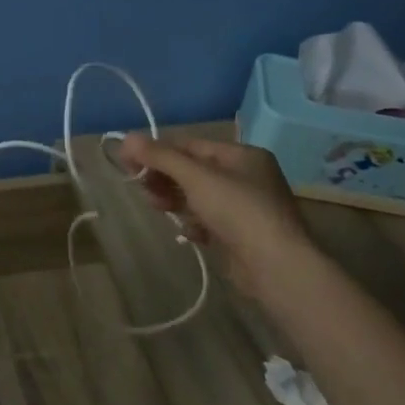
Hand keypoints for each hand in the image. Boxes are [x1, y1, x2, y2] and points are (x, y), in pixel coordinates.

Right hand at [116, 133, 316, 280]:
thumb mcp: (196, 177)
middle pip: (193, 171)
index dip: (158, 151)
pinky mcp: (241, 235)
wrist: (277, 267)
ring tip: (158, 208)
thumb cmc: (238, 210)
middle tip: (142, 188)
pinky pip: (208, 221)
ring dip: (175, 200)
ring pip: (198, 197)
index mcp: (242, 155)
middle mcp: (246, 177)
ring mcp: (245, 207)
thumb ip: (161, 157)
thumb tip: (127, 137)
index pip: (191, 145)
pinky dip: (194, 224)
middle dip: (165, 178)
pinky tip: (188, 233)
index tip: (128, 162)